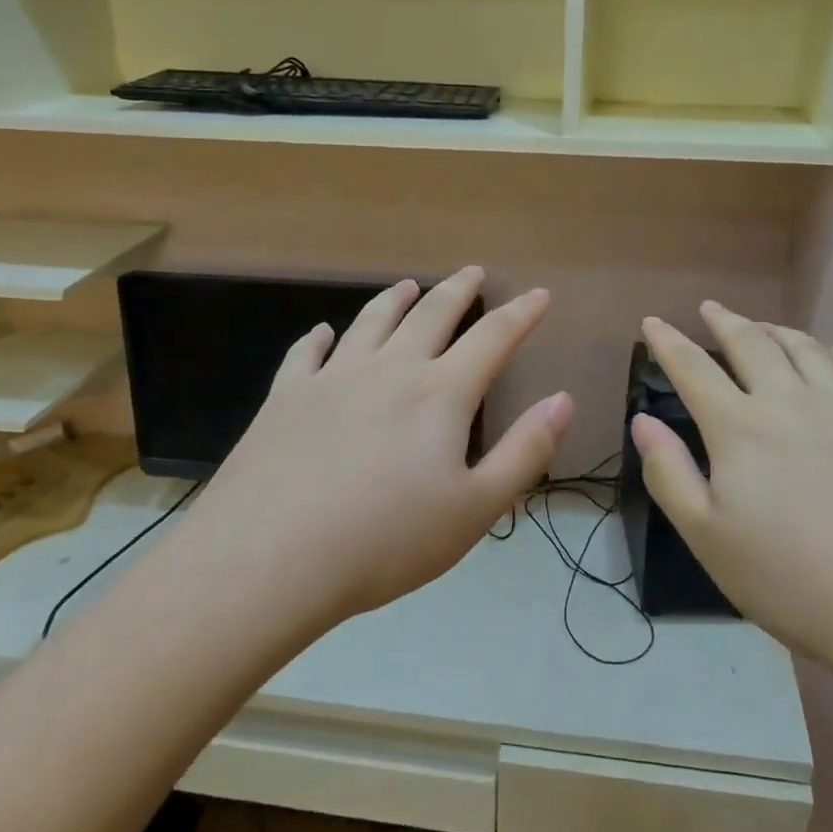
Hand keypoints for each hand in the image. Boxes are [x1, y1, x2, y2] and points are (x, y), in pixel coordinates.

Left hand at [195, 267, 572, 626]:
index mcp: (440, 394)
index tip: (538, 294)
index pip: (492, 338)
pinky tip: (323, 333)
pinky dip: (320, 338)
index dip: (521, 314)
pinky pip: (306, 353)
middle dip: (458, 290)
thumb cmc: (384, 541)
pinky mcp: (286, 396)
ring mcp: (332, 378)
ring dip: (395, 300)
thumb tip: (563, 399)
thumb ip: (525, 452)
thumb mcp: (475, 509)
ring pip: (371, 321)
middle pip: (431, 314)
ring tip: (408, 285)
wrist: (269, 559)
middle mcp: (389, 369)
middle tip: (472, 272)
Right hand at [632, 303, 832, 694]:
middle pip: (752, 345)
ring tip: (764, 326)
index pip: (694, 369)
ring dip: (779, 331)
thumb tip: (643, 421)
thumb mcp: (709, 539)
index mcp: (741, 428)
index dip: (668, 343)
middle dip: (726, 322)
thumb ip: (669, 474)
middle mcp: (792, 401)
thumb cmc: (796, 581)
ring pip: (807, 349)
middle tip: (711, 309)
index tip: (653, 322)